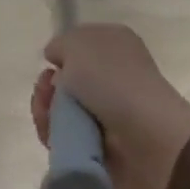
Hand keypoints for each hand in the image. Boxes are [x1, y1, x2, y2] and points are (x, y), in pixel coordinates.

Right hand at [31, 23, 189, 188]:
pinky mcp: (99, 144)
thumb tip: (57, 58)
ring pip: (61, 110)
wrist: (143, 136)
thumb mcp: (79, 44)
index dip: (62, 54)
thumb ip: (62, 44)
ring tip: (48, 116)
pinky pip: (66, 137)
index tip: (50, 62)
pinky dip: (54, 135)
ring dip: (47, 112)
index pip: (81, 46)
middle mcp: (113, 76)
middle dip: (48, 87)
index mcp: (116, 44)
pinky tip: (52, 134)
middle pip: (66, 81)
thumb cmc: (112, 79)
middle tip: (46, 92)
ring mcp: (106, 112)